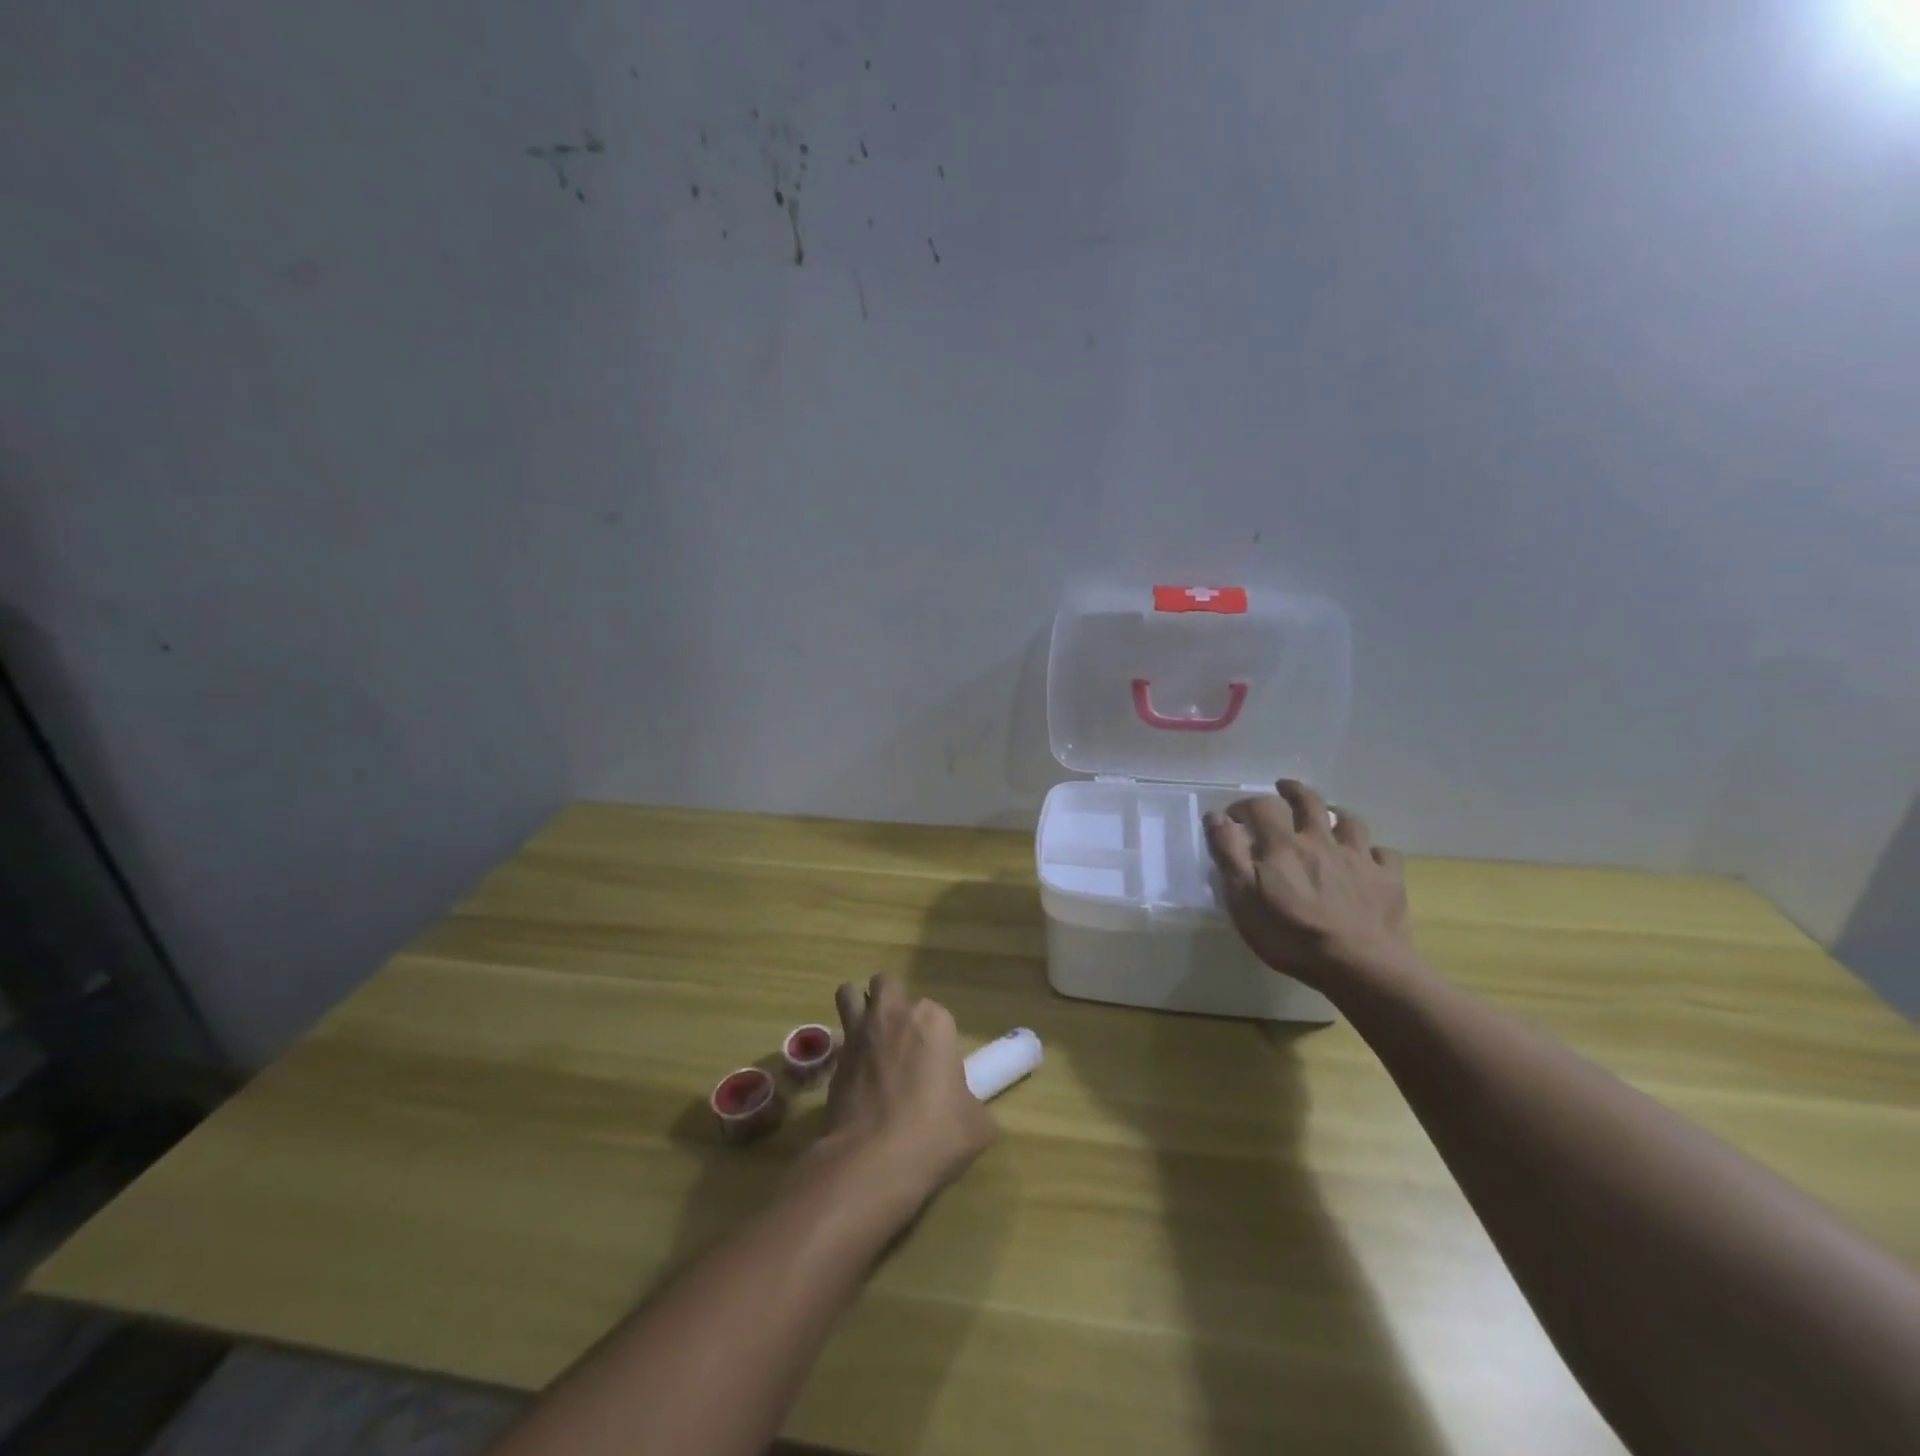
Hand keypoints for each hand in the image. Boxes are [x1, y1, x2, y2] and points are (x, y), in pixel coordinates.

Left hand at [797, 974, 996, 1209]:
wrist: (874, 1161)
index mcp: (933, 1020)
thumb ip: (972, 1104)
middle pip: (887, 984)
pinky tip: (856, 1079)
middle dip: (891, 1002)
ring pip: (850, 994)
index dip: (936, 1039)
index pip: (936, 1013)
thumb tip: (965, 1110)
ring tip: (869, 1039)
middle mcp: (894, 1015)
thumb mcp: (977, 1124)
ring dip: (858, 1007)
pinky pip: (838, 1040)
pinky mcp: (834, 1060)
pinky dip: (845, 1050)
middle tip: (900, 1040)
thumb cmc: (935, 1134)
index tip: (938, 1069)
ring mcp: (859, 1033)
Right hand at [1203, 779, 1411, 990]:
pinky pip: (1384, 855)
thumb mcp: (1243, 897)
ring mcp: (1358, 859)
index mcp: (1283, 845)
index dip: (1244, 805)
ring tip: (1329, 818)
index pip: (1261, 806)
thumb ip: (1229, 853)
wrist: (1360, 966)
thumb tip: (1217, 817)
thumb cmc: (1291, 935)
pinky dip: (1373, 852)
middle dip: (1294, 791)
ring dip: (1337, 814)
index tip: (1233, 817)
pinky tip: (1368, 859)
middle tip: (1283, 789)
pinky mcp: (1388, 881)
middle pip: (1309, 802)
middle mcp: (1321, 841)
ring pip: (1351, 822)